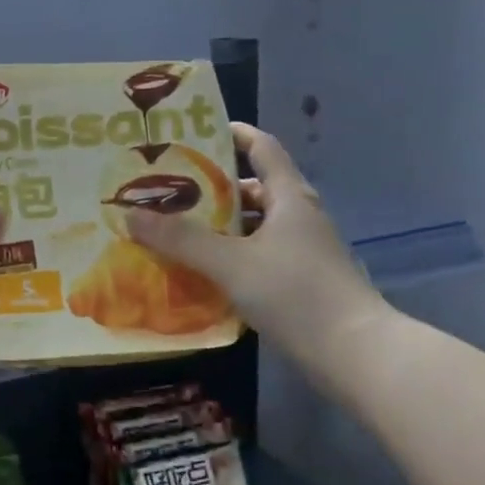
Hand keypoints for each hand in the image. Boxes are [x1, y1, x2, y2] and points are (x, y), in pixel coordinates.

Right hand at [124, 124, 395, 387]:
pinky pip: (259, 255)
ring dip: (222, 226)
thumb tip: (130, 214)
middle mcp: (299, 217)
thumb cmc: (295, 293)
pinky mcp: (301, 281)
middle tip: (171, 189)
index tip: (198, 131)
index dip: (235, 135)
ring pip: (256, 226)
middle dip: (215, 187)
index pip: (263, 149)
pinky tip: (204, 271)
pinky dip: (232, 256)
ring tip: (178, 230)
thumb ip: (181, 239)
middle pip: (256, 189)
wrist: (354, 353)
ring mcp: (303, 251)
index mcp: (289, 198)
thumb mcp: (231, 263)